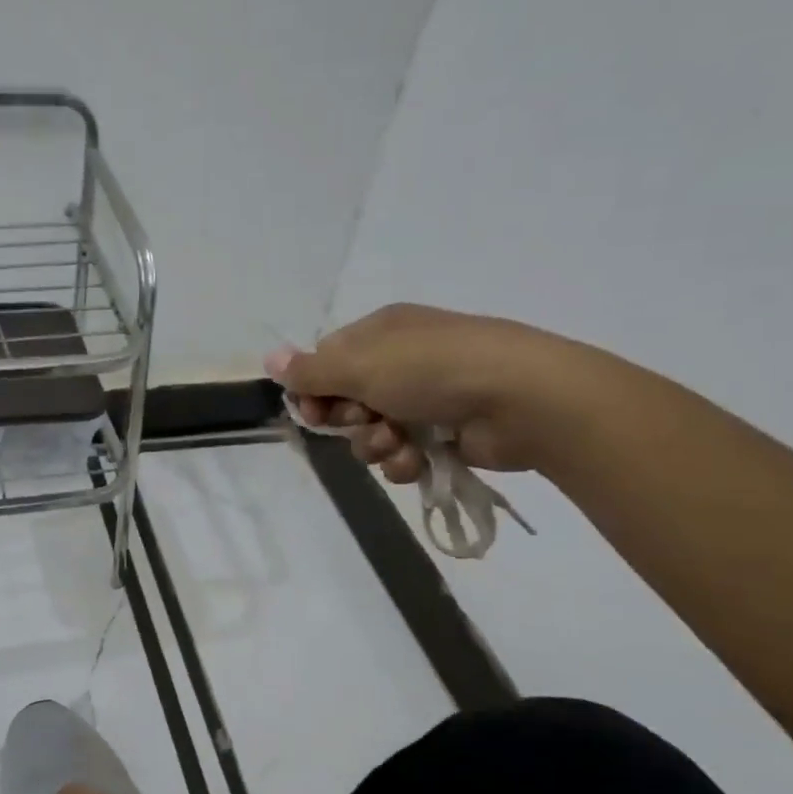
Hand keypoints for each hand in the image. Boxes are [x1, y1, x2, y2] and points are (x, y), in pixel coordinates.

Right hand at [265, 304, 605, 483]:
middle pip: (346, 401)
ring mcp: (426, 398)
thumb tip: (269, 358)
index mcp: (381, 333)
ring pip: (372, 433)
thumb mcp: (363, 366)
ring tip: (398, 445)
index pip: (327, 362)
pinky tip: (417, 460)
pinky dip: (403, 460)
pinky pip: (402, 453)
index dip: (315, 392)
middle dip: (348, 422)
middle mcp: (401, 362)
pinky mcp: (445, 434)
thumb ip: (311, 370)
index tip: (314, 413)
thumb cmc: (434, 370)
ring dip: (375, 446)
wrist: (523, 400)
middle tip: (363, 422)